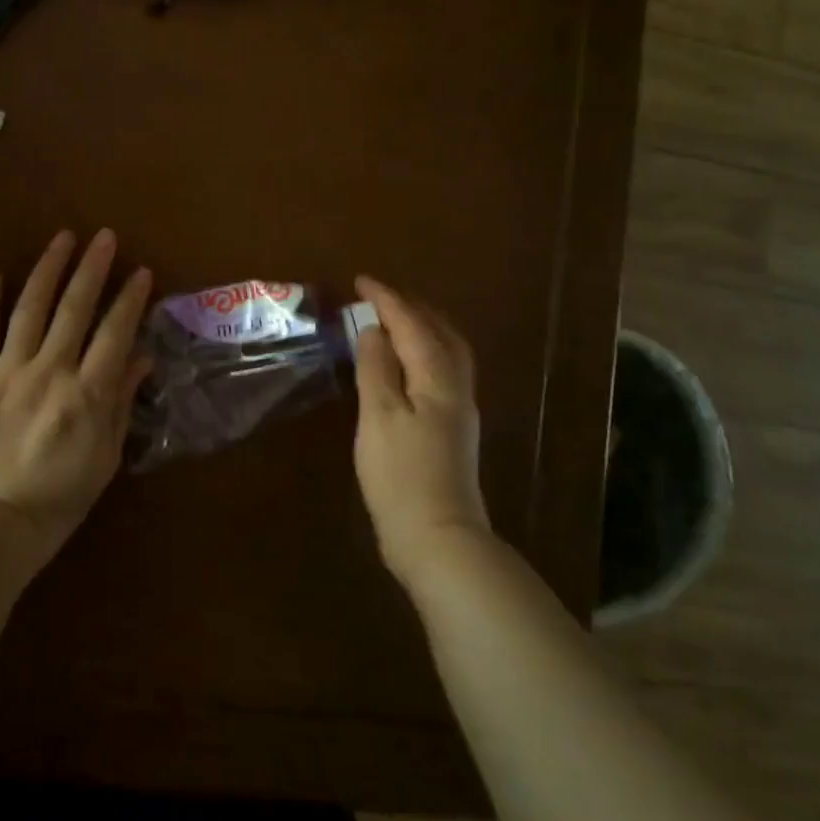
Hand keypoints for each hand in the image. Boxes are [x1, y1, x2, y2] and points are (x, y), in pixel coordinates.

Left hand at [0, 230, 153, 564]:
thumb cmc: (63, 493)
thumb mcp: (107, 453)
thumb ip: (122, 399)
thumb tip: (142, 356)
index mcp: (87, 393)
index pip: (115, 332)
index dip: (130, 298)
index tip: (141, 271)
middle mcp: (49, 372)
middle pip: (75, 308)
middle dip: (92, 268)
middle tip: (104, 236)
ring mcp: (7, 372)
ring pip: (29, 310)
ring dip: (47, 271)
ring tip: (61, 239)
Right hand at [352, 275, 489, 584]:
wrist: (439, 540)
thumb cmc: (401, 476)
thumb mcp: (379, 417)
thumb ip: (376, 368)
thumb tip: (373, 329)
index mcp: (437, 378)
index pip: (411, 324)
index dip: (386, 299)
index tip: (360, 281)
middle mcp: (455, 387)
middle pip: (440, 332)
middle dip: (412, 308)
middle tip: (380, 296)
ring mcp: (459, 410)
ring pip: (447, 352)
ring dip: (423, 328)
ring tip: (396, 320)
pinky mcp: (453, 430)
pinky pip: (443, 371)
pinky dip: (425, 352)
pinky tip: (408, 364)